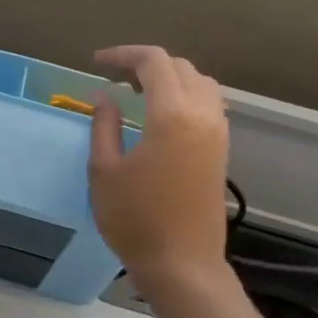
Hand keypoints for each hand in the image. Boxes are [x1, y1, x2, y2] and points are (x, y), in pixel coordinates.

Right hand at [89, 44, 232, 298]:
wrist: (181, 261)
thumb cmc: (134, 218)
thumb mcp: (104, 170)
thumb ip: (105, 125)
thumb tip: (106, 96)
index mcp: (173, 116)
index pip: (155, 63)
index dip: (124, 55)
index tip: (96, 63)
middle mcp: (203, 115)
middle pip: (181, 68)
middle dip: (146, 63)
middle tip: (113, 75)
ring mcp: (217, 133)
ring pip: (199, 83)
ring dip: (169, 78)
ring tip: (136, 91)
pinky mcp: (220, 150)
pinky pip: (207, 104)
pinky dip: (184, 95)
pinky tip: (159, 113)